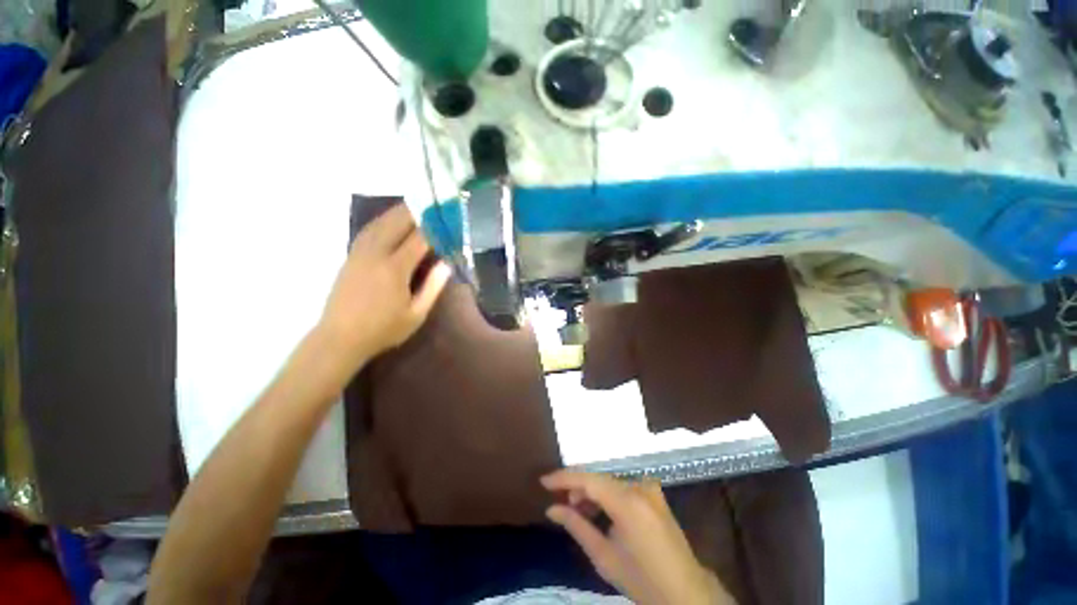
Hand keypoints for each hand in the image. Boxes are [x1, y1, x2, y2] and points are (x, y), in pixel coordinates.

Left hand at [317, 205, 450, 369]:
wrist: (340, 338)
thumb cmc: (383, 329)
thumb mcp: (416, 314)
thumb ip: (433, 287)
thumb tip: (446, 263)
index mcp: (394, 269)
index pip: (418, 239)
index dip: (434, 227)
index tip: (447, 218)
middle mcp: (375, 254)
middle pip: (396, 223)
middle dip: (415, 211)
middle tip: (431, 203)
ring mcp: (359, 254)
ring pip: (379, 223)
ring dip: (396, 212)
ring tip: (412, 206)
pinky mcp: (350, 257)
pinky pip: (368, 231)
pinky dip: (381, 221)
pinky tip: (388, 221)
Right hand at [542, 471, 733, 604]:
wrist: (686, 592)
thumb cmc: (643, 580)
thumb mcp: (604, 558)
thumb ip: (576, 526)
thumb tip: (551, 509)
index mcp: (629, 502)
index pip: (589, 479)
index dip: (564, 477)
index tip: (543, 481)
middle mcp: (640, 486)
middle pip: (599, 478)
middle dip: (578, 488)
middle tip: (563, 504)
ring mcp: (650, 488)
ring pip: (610, 482)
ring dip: (592, 493)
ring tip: (580, 511)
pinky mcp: (654, 493)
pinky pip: (622, 487)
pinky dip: (607, 496)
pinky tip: (599, 512)